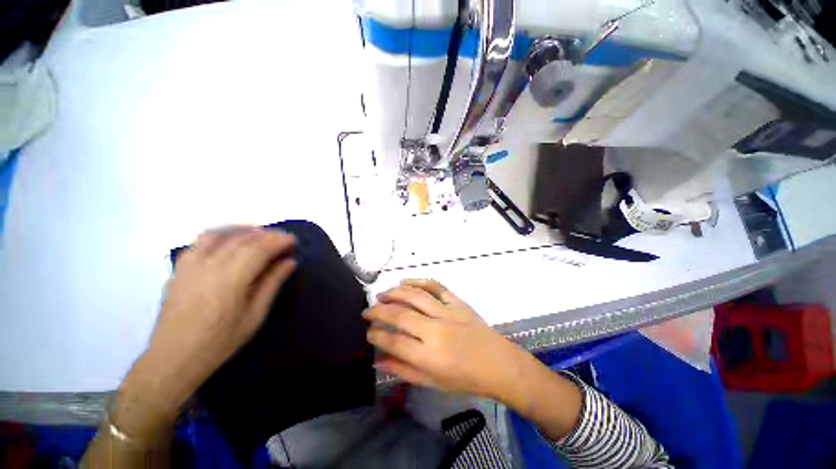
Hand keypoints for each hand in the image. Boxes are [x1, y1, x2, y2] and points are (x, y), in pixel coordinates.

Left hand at [128, 227, 296, 413]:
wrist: (174, 357)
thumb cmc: (220, 341)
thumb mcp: (254, 315)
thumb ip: (272, 284)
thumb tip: (289, 262)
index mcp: (231, 279)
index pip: (259, 249)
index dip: (279, 240)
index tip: (293, 240)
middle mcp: (209, 265)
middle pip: (242, 239)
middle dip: (266, 235)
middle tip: (282, 238)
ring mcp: (191, 264)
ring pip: (220, 234)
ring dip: (243, 230)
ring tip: (259, 234)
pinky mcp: (180, 268)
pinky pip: (201, 241)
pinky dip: (221, 234)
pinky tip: (229, 241)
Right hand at [363, 279, 531, 400]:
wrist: (498, 363)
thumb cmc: (465, 379)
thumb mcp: (433, 382)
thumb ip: (403, 370)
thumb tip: (378, 361)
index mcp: (429, 356)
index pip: (394, 342)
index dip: (376, 335)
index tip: (368, 331)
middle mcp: (435, 330)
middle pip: (400, 315)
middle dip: (378, 311)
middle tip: (367, 311)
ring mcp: (447, 312)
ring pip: (414, 296)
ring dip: (394, 293)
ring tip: (381, 295)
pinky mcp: (457, 301)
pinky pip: (435, 286)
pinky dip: (418, 281)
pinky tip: (405, 281)